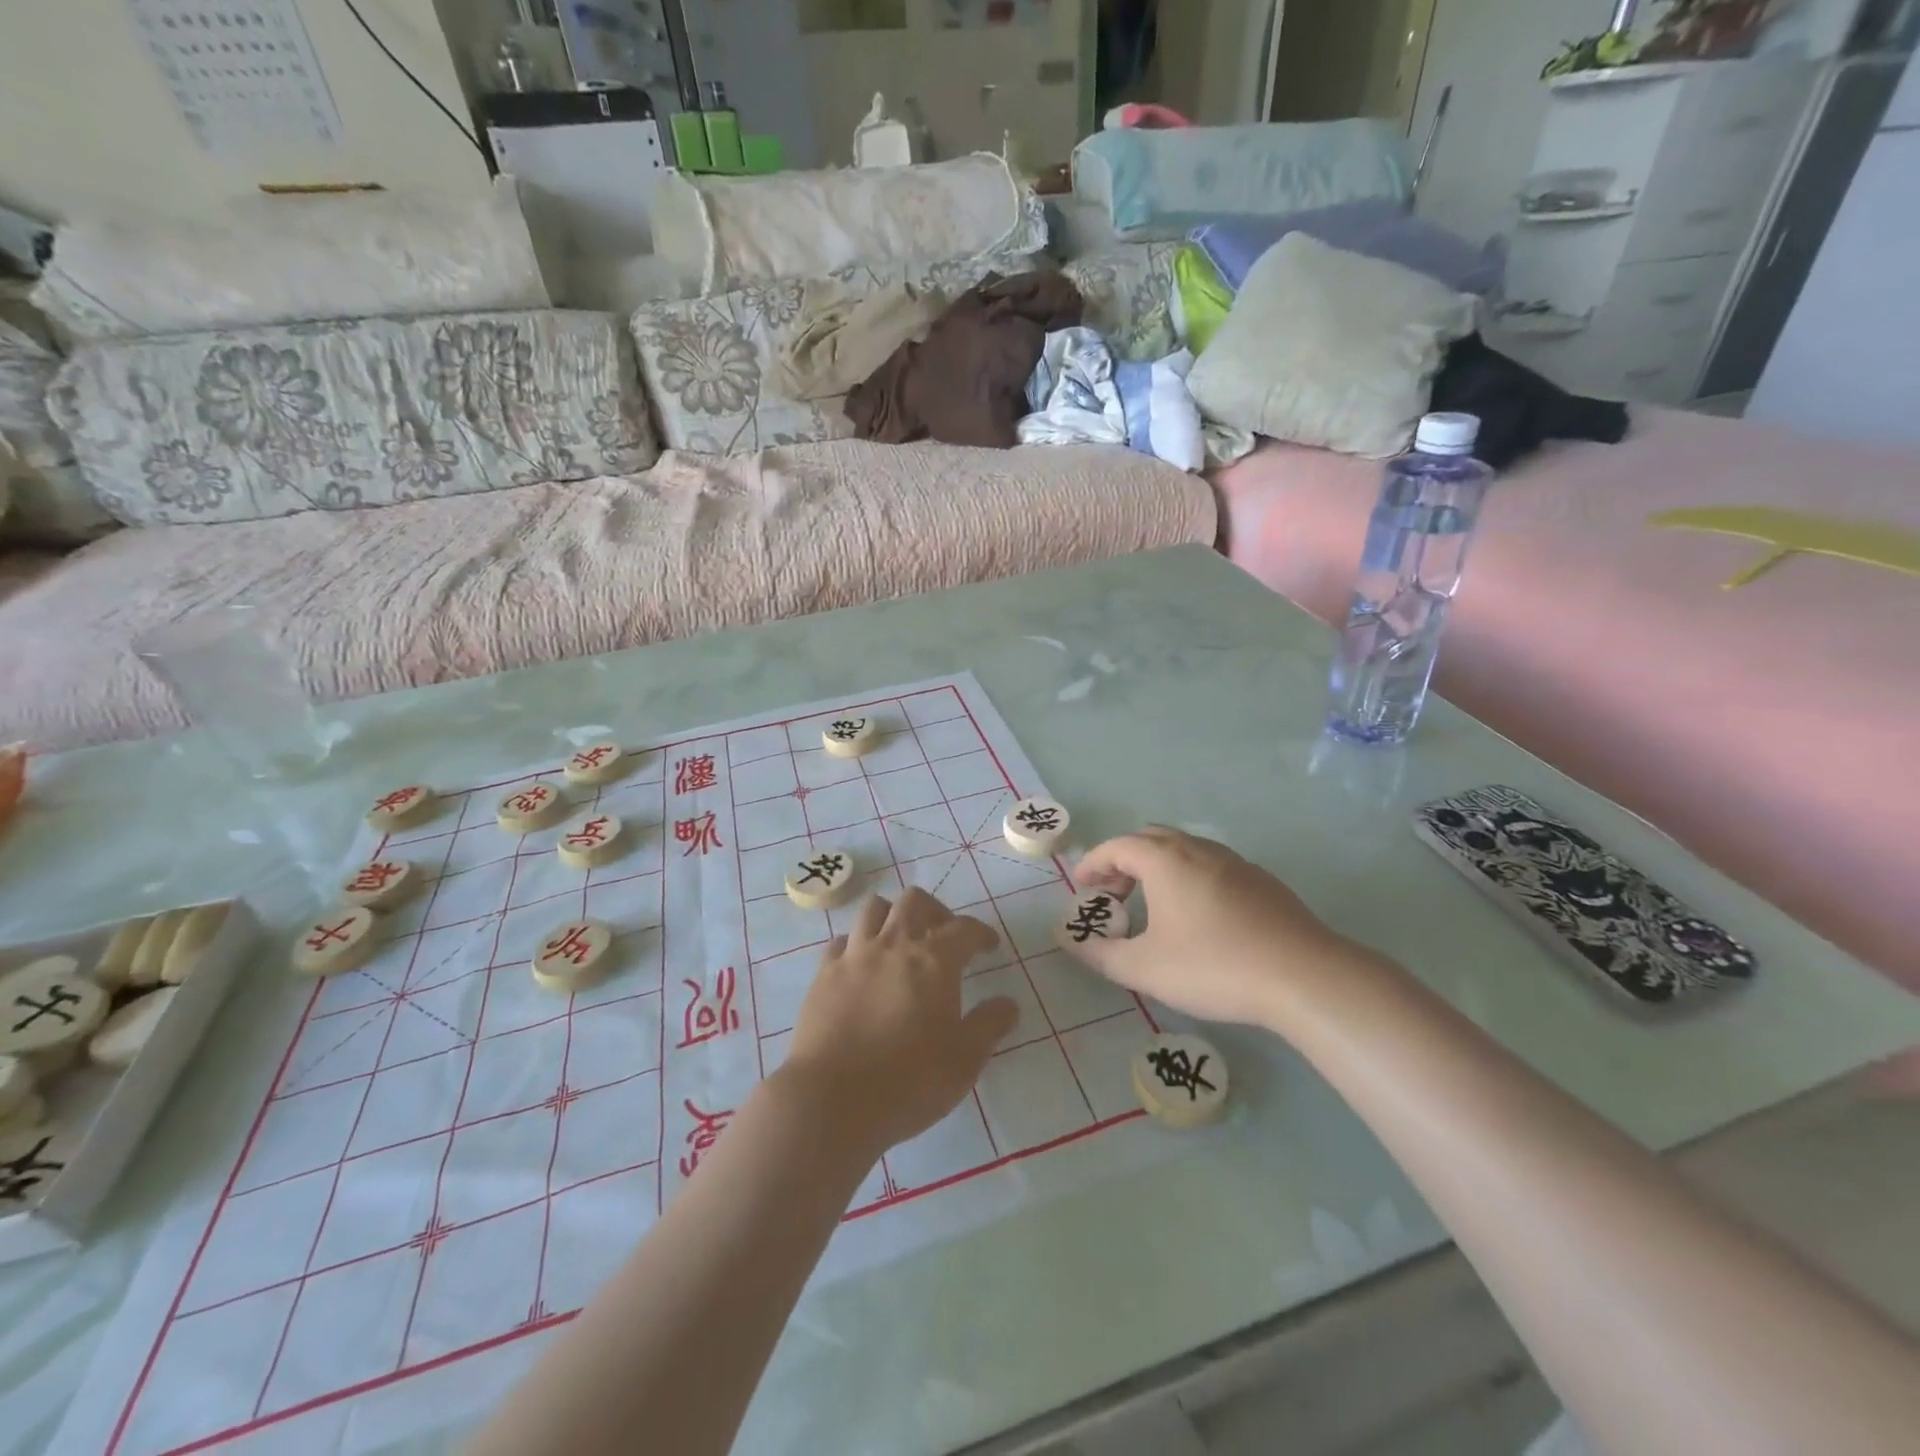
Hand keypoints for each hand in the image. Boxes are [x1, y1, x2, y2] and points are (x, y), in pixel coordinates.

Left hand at [782, 888, 1016, 1157]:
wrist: (831, 1099)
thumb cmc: (908, 1080)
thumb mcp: (964, 1061)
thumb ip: (989, 1026)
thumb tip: (1008, 1003)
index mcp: (933, 961)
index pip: (964, 929)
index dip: (980, 933)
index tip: (989, 946)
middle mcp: (893, 945)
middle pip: (915, 901)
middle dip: (935, 911)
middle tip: (943, 935)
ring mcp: (854, 955)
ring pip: (874, 908)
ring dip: (892, 916)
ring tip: (900, 941)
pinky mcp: (823, 974)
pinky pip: (842, 940)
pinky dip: (856, 943)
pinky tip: (862, 965)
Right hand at [1068, 827, 1378, 1026]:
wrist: (1304, 975)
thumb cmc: (1213, 966)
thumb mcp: (1145, 969)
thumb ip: (1100, 954)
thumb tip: (1070, 941)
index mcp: (1165, 860)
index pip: (1117, 846)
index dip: (1094, 864)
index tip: (1082, 886)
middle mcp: (1198, 849)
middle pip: (1150, 839)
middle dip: (1124, 862)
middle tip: (1114, 896)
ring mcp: (1234, 862)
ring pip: (1184, 850)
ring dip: (1158, 869)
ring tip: (1153, 907)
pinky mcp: (1262, 880)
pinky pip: (1212, 866)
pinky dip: (1189, 878)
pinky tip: (1199, 918)